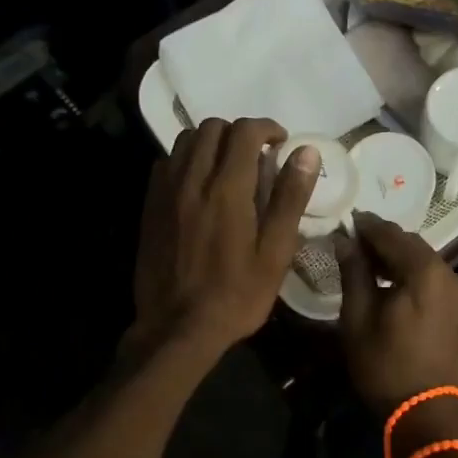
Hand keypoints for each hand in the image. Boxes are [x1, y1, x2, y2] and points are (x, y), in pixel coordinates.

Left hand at [130, 118, 317, 360]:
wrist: (177, 329)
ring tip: (228, 166)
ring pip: (186, 140)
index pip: (244, 132)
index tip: (280, 144)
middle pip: (212, 127)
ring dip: (211, 142)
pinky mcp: (150, 207)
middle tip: (257, 156)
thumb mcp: (275, 252)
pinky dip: (187, 160)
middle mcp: (192, 180)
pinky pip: (166, 163)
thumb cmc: (236, 295)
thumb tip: (307, 152)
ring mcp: (166, 192)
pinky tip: (200, 184)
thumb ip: (290, 198)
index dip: (266, 128)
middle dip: (238, 132)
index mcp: (227, 189)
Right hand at [337, 213, 457, 449]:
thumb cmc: (386, 365)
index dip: (365, 225)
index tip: (342, 220)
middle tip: (349, 240)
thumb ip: (353, 272)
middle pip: (410, 243)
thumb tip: (344, 239)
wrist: (427, 411)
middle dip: (381, 239)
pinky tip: (386, 279)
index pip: (391, 234)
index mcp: (425, 271)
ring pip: (421, 258)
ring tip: (363, 259)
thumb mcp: (358, 317)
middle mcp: (447, 272)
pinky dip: (408, 270)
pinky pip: (429, 275)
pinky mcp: (457, 305)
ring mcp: (456, 289)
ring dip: (394, 255)